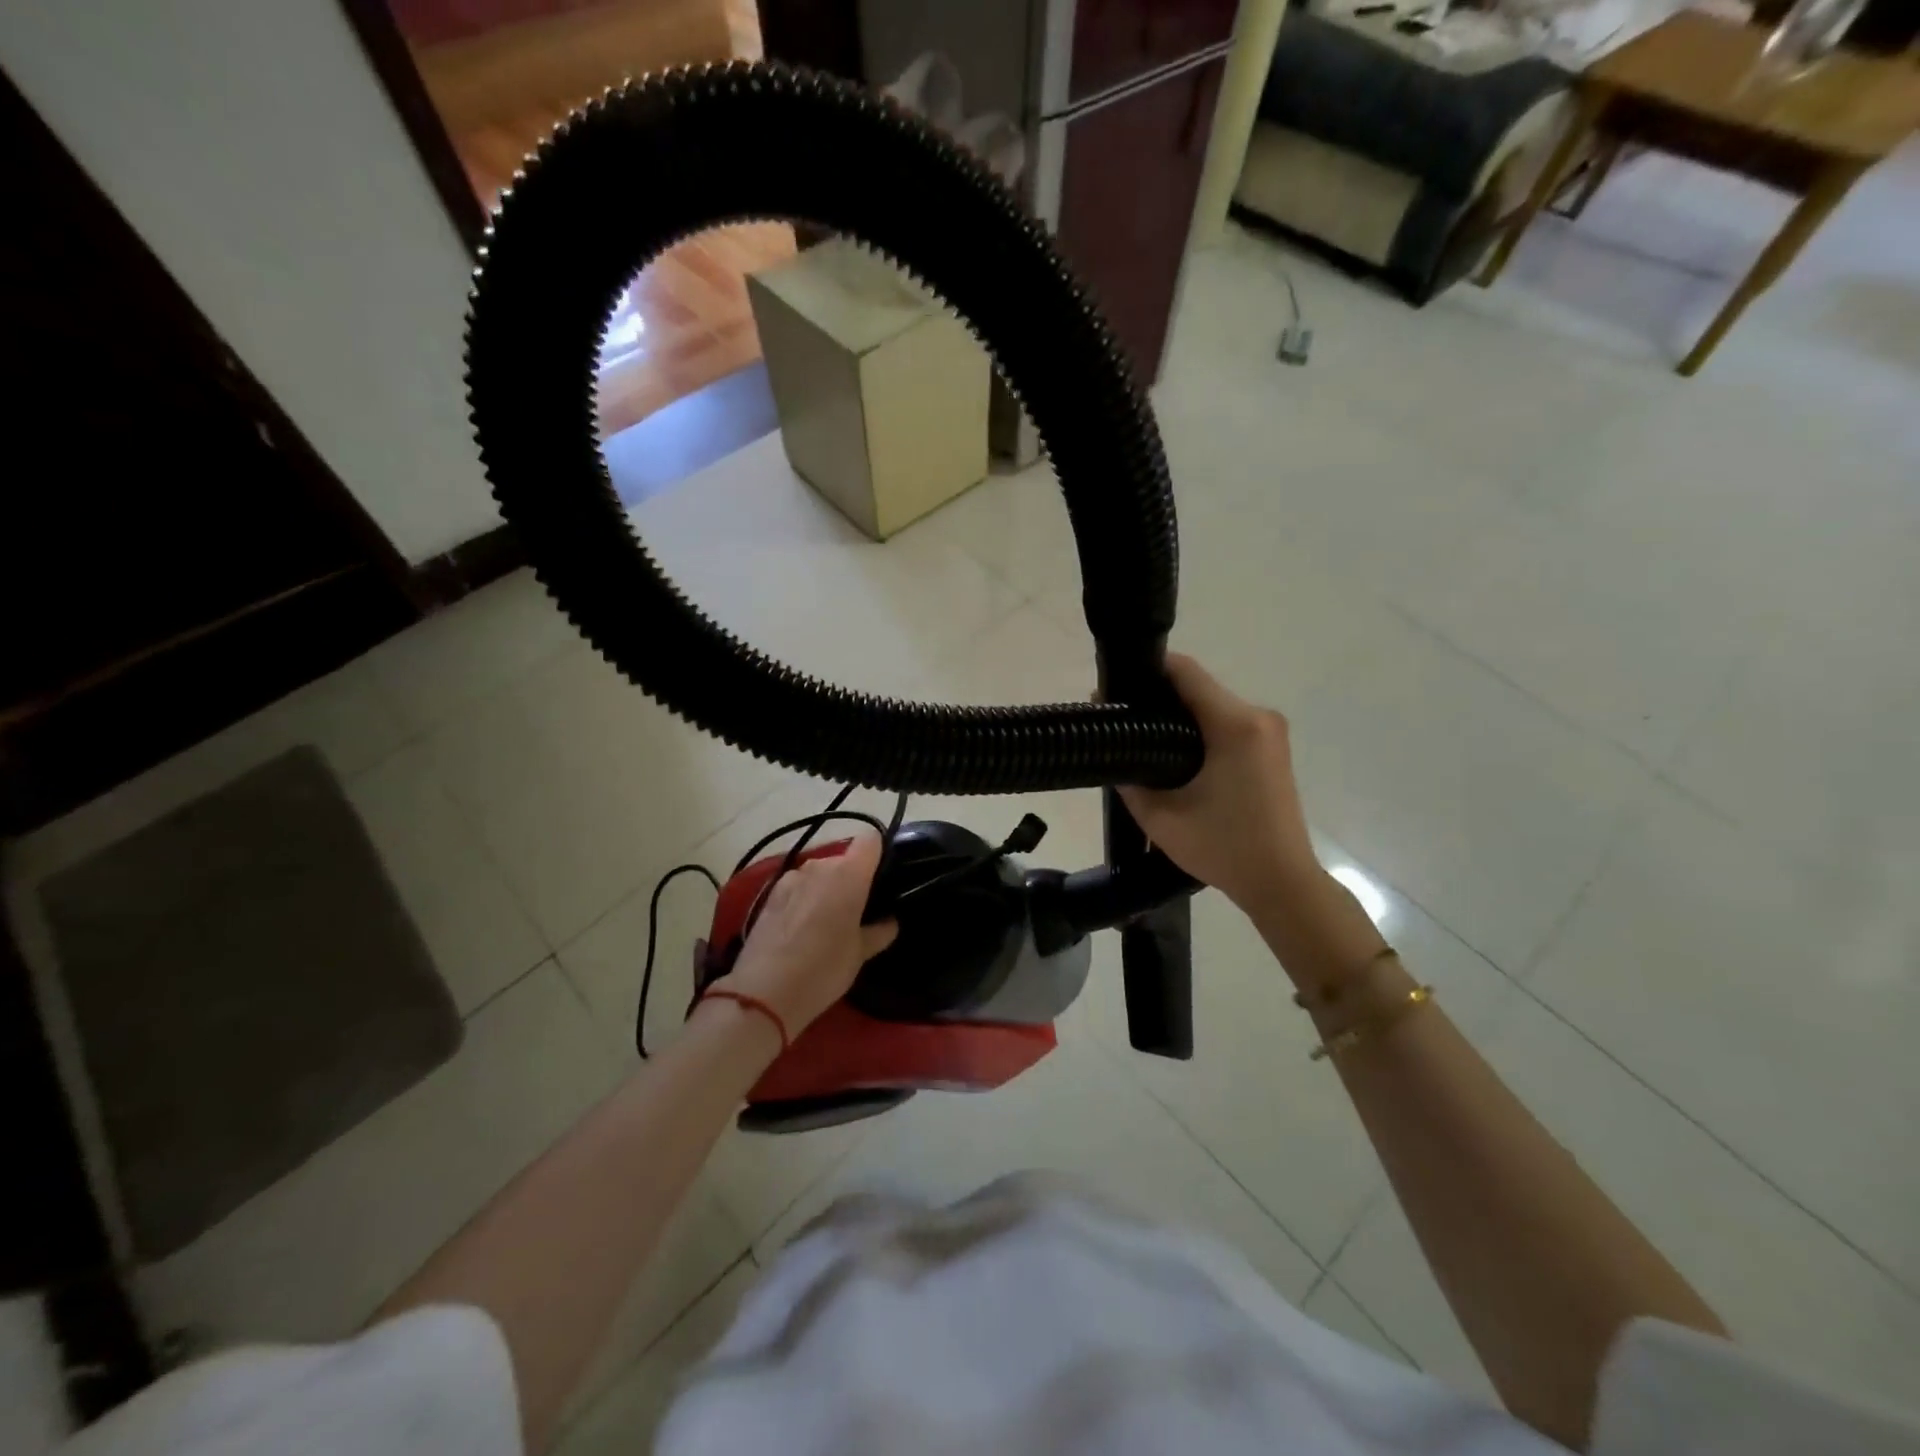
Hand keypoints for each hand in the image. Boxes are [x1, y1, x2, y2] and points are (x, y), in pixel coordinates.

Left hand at [719, 831, 897, 1037]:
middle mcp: (820, 866)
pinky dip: (803, 899)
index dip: (878, 854)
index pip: (870, 840)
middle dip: (852, 880)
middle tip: (857, 912)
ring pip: (818, 874)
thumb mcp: (860, 954)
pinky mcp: (769, 893)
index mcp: (849, 874)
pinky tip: (800, 929)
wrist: (764, 991)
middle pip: (843, 860)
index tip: (882, 879)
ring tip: (826, 923)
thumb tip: (889, 921)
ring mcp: (791, 878)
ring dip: (825, 890)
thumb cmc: (824, 968)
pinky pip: (797, 887)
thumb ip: (879, 931)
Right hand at [1118, 654, 1322, 915]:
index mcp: (1235, 725)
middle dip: (1158, 696)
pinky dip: (1199, 729)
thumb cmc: (1223, 848)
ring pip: (1212, 704)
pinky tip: (1175, 753)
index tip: (1114, 687)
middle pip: (1198, 687)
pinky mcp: (1271, 747)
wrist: (1281, 882)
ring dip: (1178, 714)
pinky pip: (1227, 722)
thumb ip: (1129, 778)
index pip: (1185, 672)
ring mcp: (1270, 731)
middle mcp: (1258, 716)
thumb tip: (1111, 746)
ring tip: (1142, 737)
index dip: (1146, 671)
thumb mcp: (1161, 817)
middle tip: (1121, 718)